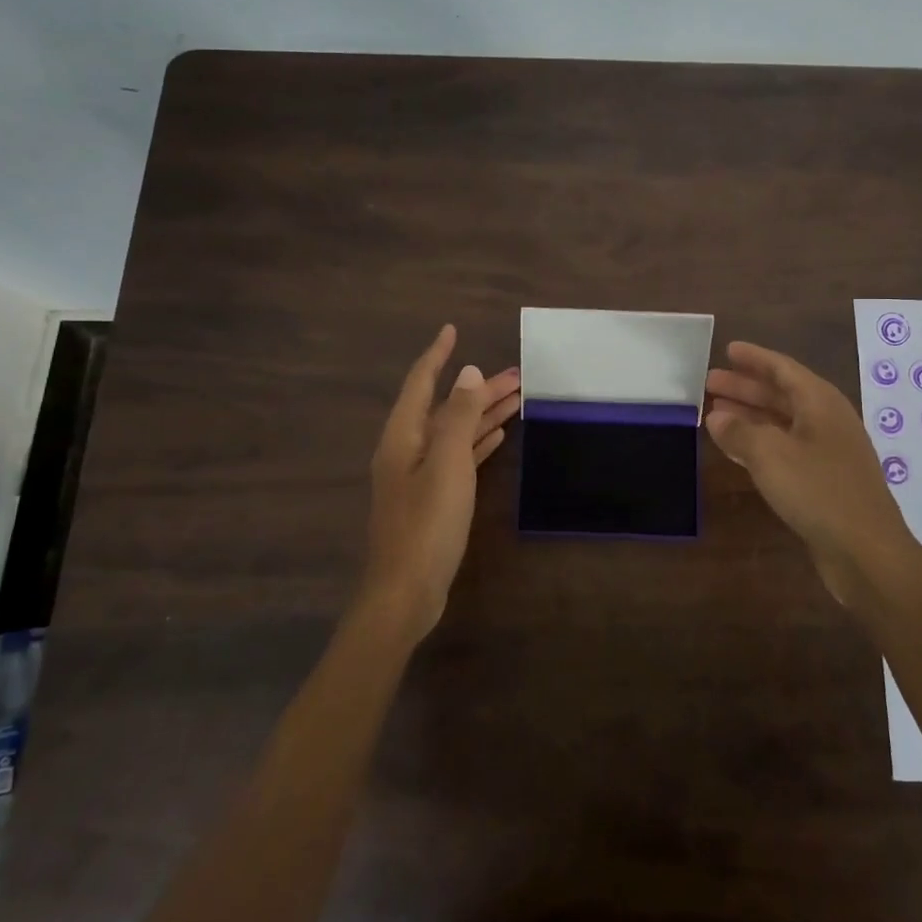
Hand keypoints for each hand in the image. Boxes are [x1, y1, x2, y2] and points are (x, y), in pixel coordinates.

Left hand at [363, 325, 520, 639]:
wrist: (406, 591)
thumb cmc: (427, 523)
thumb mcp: (447, 463)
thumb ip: (459, 416)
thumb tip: (468, 373)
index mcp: (403, 435)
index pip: (421, 382)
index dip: (438, 355)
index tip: (453, 330)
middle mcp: (408, 449)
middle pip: (446, 407)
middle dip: (478, 389)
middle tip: (518, 374)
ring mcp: (420, 475)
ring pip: (456, 432)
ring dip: (483, 414)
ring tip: (518, 398)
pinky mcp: (433, 498)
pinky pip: (459, 457)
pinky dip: (478, 442)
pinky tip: (498, 435)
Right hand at [705, 341, 921, 607]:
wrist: (866, 553)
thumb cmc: (819, 492)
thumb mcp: (770, 455)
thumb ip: (739, 431)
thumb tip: (716, 416)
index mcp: (820, 403)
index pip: (783, 369)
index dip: (755, 359)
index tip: (728, 349)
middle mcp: (827, 421)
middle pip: (781, 395)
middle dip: (746, 388)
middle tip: (710, 383)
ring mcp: (828, 453)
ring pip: (782, 424)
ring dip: (749, 416)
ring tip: (714, 413)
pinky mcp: (824, 482)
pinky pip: (785, 450)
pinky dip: (759, 444)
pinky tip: (736, 450)